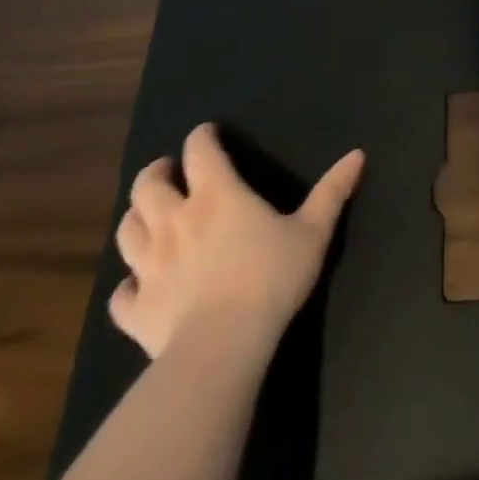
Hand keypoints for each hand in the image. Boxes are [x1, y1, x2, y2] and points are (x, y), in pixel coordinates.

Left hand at [110, 124, 364, 360]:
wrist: (223, 346)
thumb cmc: (272, 278)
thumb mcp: (313, 231)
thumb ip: (332, 191)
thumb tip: (358, 154)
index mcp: (217, 195)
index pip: (200, 151)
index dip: (202, 137)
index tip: (208, 134)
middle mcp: (174, 221)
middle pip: (148, 186)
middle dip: (157, 172)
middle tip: (169, 172)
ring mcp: (149, 266)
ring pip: (126, 231)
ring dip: (136, 218)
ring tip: (148, 216)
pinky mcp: (135, 309)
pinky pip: (120, 294)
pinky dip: (127, 285)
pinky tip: (138, 285)